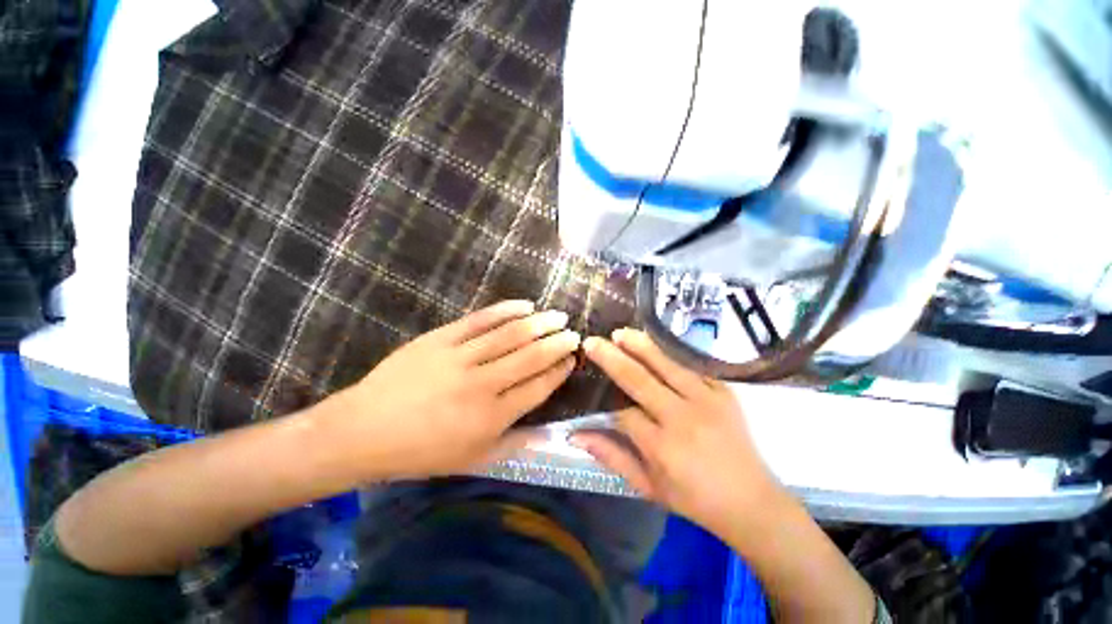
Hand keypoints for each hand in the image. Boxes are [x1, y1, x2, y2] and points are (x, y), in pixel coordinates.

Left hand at [318, 300, 579, 480]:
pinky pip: (480, 320)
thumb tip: (547, 431)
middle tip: (574, 333)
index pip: (538, 387)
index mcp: (490, 418)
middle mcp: (481, 385)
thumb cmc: (421, 452)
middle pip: (530, 357)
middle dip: (557, 343)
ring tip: (558, 316)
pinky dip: (506, 310)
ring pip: (510, 335)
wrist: (363, 431)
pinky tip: (524, 305)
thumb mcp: (472, 460)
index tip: (572, 359)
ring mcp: (459, 358)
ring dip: (539, 323)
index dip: (559, 371)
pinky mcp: (440, 339)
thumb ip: (513, 444)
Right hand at [571, 329, 783, 537]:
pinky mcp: (724, 391)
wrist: (752, 502)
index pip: (624, 413)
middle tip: (593, 341)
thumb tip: (576, 434)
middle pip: (640, 379)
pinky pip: (692, 365)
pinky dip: (670, 351)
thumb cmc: (695, 499)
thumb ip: (612, 457)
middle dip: (613, 358)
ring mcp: (707, 400)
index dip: (607, 404)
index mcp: (663, 447)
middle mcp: (683, 418)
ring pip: (666, 364)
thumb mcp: (648, 487)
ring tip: (620, 333)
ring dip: (640, 346)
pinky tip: (654, 341)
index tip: (595, 393)